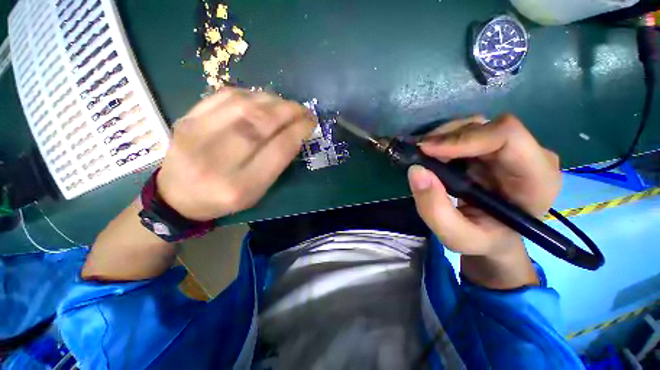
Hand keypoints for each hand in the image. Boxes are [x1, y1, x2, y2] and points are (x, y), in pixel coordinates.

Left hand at [156, 88, 315, 220]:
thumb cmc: (225, 198)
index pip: (278, 150)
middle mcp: (217, 160)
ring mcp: (196, 135)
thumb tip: (294, 133)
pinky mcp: (186, 119)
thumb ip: (276, 164)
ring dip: (272, 100)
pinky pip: (224, 96)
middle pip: (260, 124)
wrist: (178, 195)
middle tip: (303, 109)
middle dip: (288, 111)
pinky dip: (250, 93)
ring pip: (243, 105)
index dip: (298, 131)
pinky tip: (262, 99)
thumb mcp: (257, 191)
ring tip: (286, 104)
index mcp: (240, 186)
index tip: (311, 123)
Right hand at [408, 114, 560, 287]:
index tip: (427, 150)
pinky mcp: (496, 148)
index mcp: (537, 180)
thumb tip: (416, 171)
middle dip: (448, 137)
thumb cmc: (482, 240)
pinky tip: (434, 155)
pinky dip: (445, 141)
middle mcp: (532, 156)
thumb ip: (435, 209)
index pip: (508, 137)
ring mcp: (514, 149)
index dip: (464, 137)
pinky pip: (468, 132)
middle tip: (419, 153)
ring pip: (476, 126)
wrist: (494, 237)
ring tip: (424, 156)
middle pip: (488, 127)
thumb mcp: (455, 236)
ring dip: (444, 138)